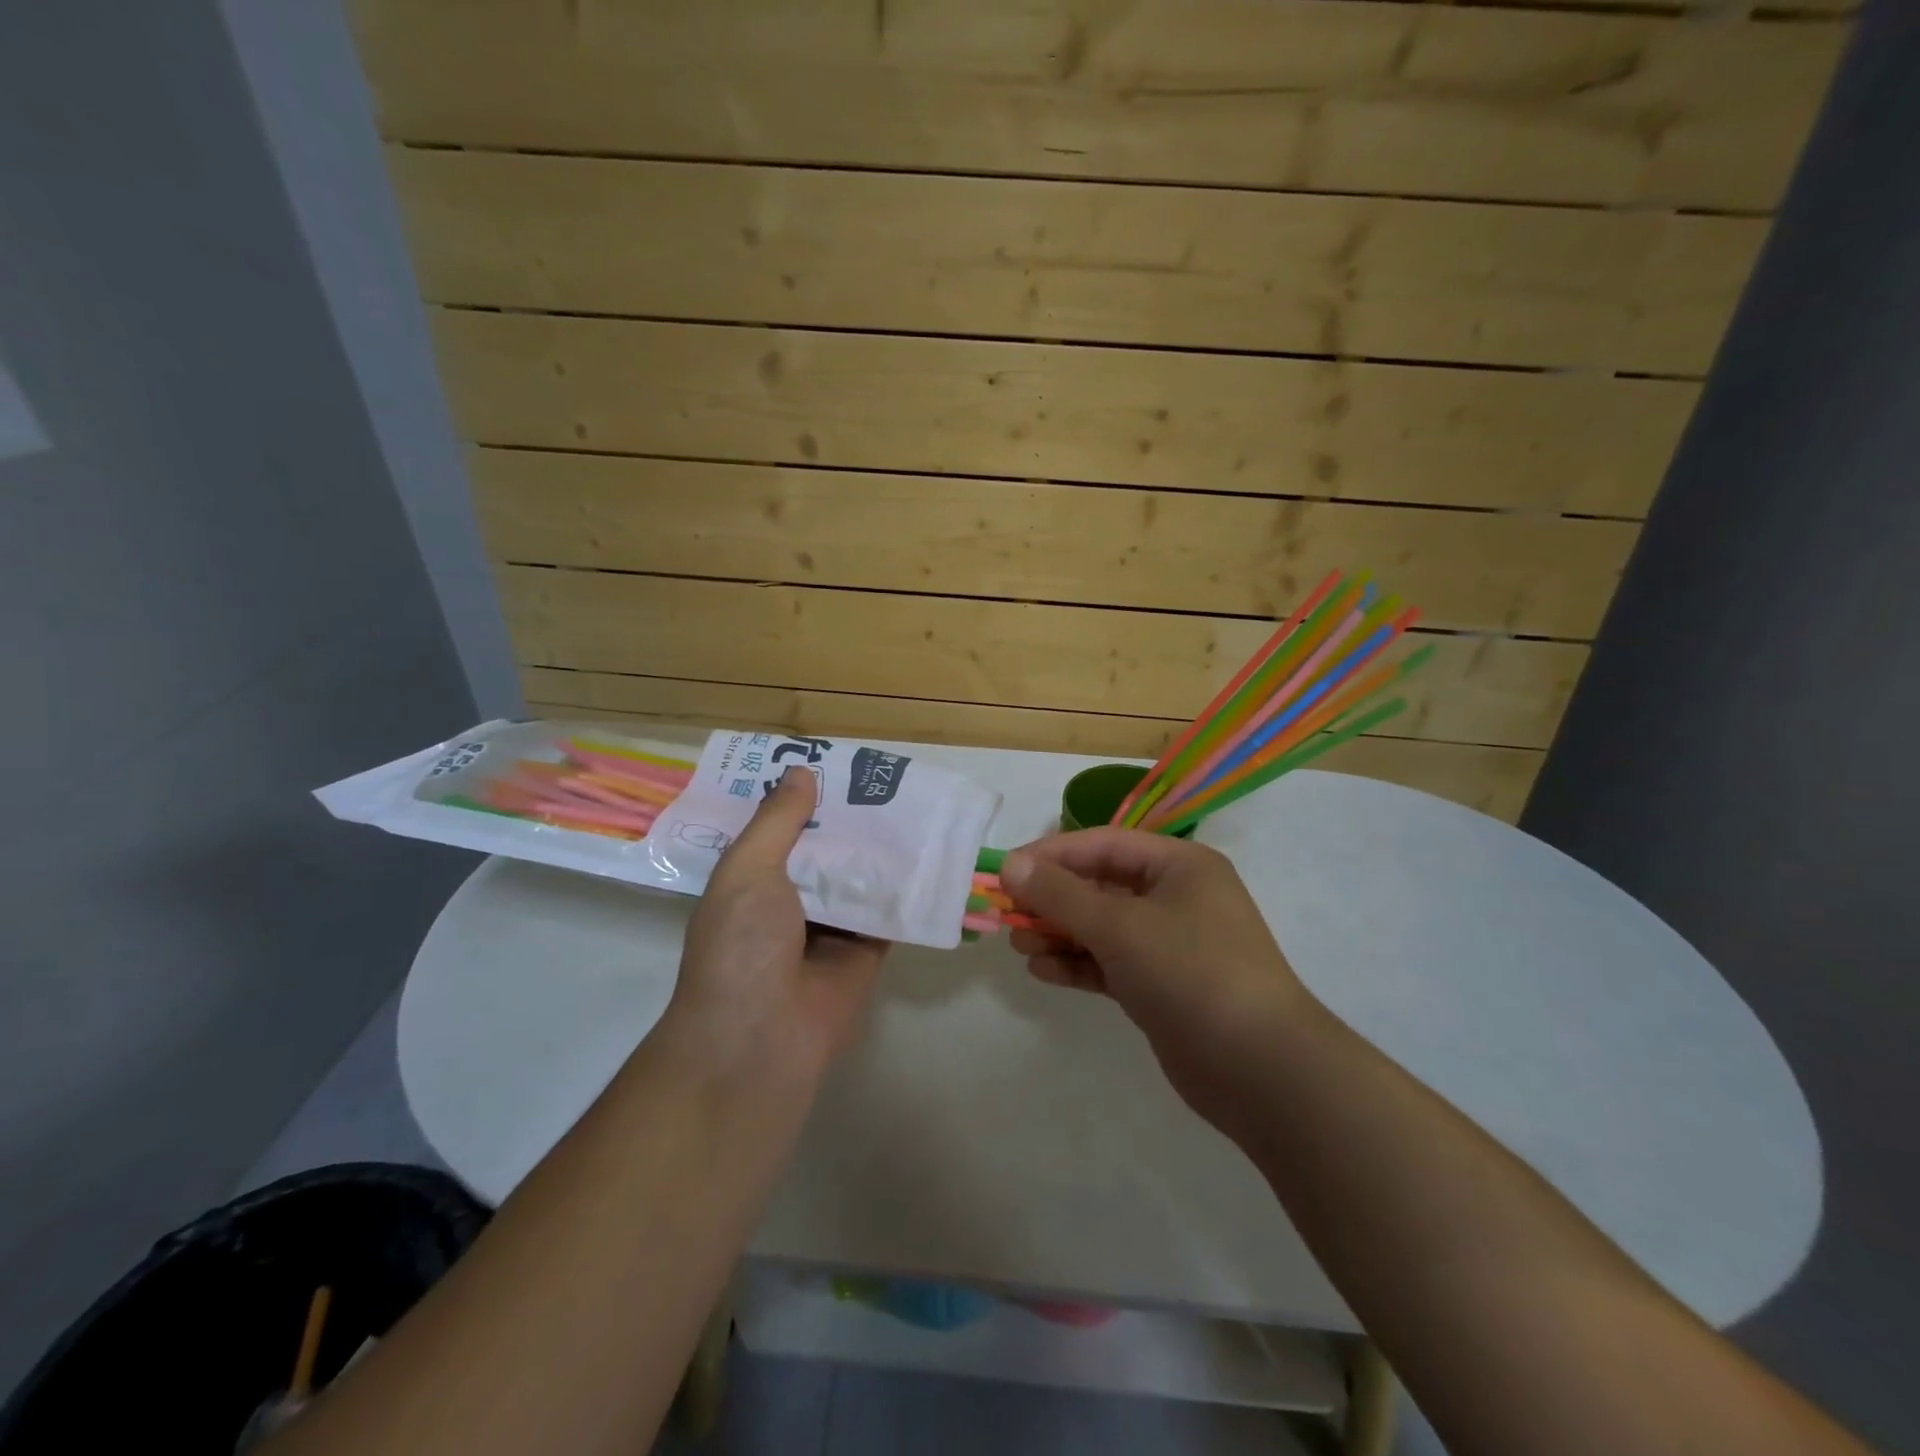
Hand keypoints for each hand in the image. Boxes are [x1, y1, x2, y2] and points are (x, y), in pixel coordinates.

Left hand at [663, 767, 888, 1087]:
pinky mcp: (867, 950)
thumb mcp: (747, 870)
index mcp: (753, 880)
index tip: (835, 763)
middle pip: (827, 850)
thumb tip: (802, 770)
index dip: (804, 798)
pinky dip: (907, 886)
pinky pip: (890, 910)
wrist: (761, 1038)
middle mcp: (791, 900)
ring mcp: (831, 926)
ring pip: (861, 876)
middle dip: (851, 818)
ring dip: (882, 848)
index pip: (781, 828)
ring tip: (916, 802)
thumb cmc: (741, 946)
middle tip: (888, 776)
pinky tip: (933, 850)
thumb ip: (777, 821)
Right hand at [1001, 829, 1316, 1141]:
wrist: (1261, 1070)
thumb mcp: (1120, 926)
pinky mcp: (1161, 986)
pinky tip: (1044, 972)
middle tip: (1008, 916)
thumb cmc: (1191, 973)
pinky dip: (1077, 964)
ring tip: (1020, 947)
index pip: (1102, 844)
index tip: (1005, 872)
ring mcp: (1169, 944)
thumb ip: (1060, 895)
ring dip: (1059, 933)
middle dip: (1052, 900)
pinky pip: (1109, 963)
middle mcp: (1175, 896)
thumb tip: (1009, 864)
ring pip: (1101, 927)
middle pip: (1099, 885)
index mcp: (1178, 865)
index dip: (1051, 855)